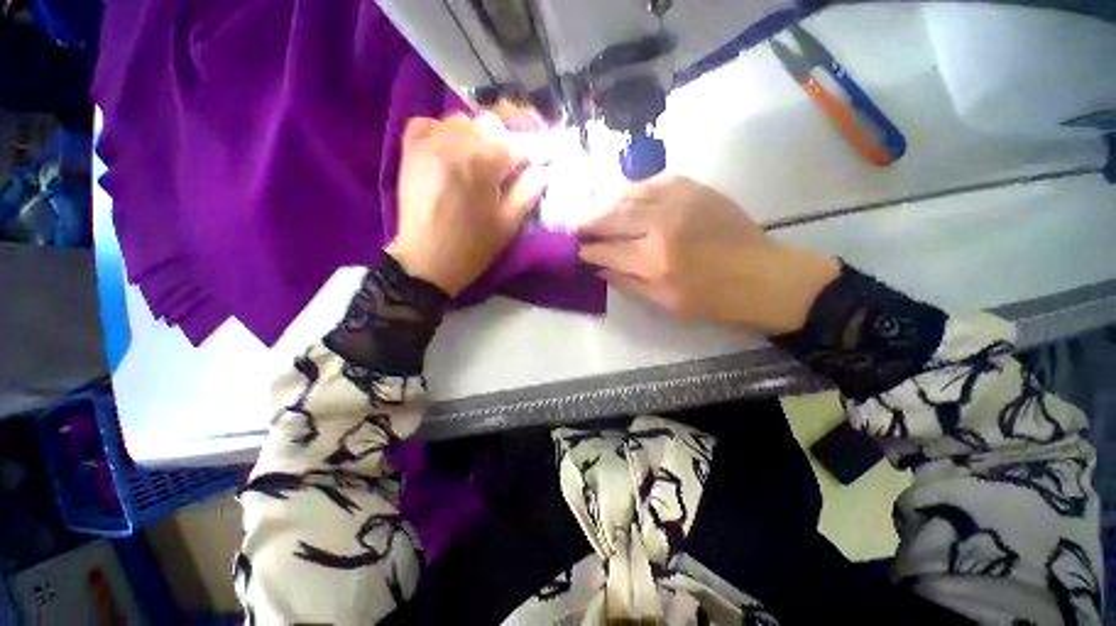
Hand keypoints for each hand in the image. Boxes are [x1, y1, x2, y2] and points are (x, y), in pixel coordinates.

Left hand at [386, 113, 544, 295]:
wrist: (426, 261)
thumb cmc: (472, 248)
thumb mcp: (508, 225)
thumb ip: (528, 192)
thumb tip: (543, 169)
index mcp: (482, 165)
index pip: (517, 143)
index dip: (533, 150)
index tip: (540, 158)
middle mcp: (454, 144)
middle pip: (491, 124)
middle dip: (508, 140)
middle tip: (513, 161)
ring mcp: (428, 142)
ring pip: (463, 120)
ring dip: (479, 135)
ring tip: (483, 158)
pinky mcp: (410, 149)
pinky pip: (431, 122)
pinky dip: (446, 131)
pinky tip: (453, 148)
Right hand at [578, 175, 838, 334]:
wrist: (762, 276)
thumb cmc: (711, 300)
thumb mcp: (663, 302)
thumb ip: (626, 282)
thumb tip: (598, 267)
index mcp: (653, 260)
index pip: (605, 250)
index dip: (585, 250)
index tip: (573, 249)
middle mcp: (660, 224)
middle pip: (610, 217)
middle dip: (586, 221)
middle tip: (571, 225)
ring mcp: (678, 200)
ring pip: (628, 194)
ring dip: (605, 202)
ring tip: (593, 210)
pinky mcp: (694, 188)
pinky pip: (653, 180)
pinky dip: (633, 188)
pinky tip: (625, 196)